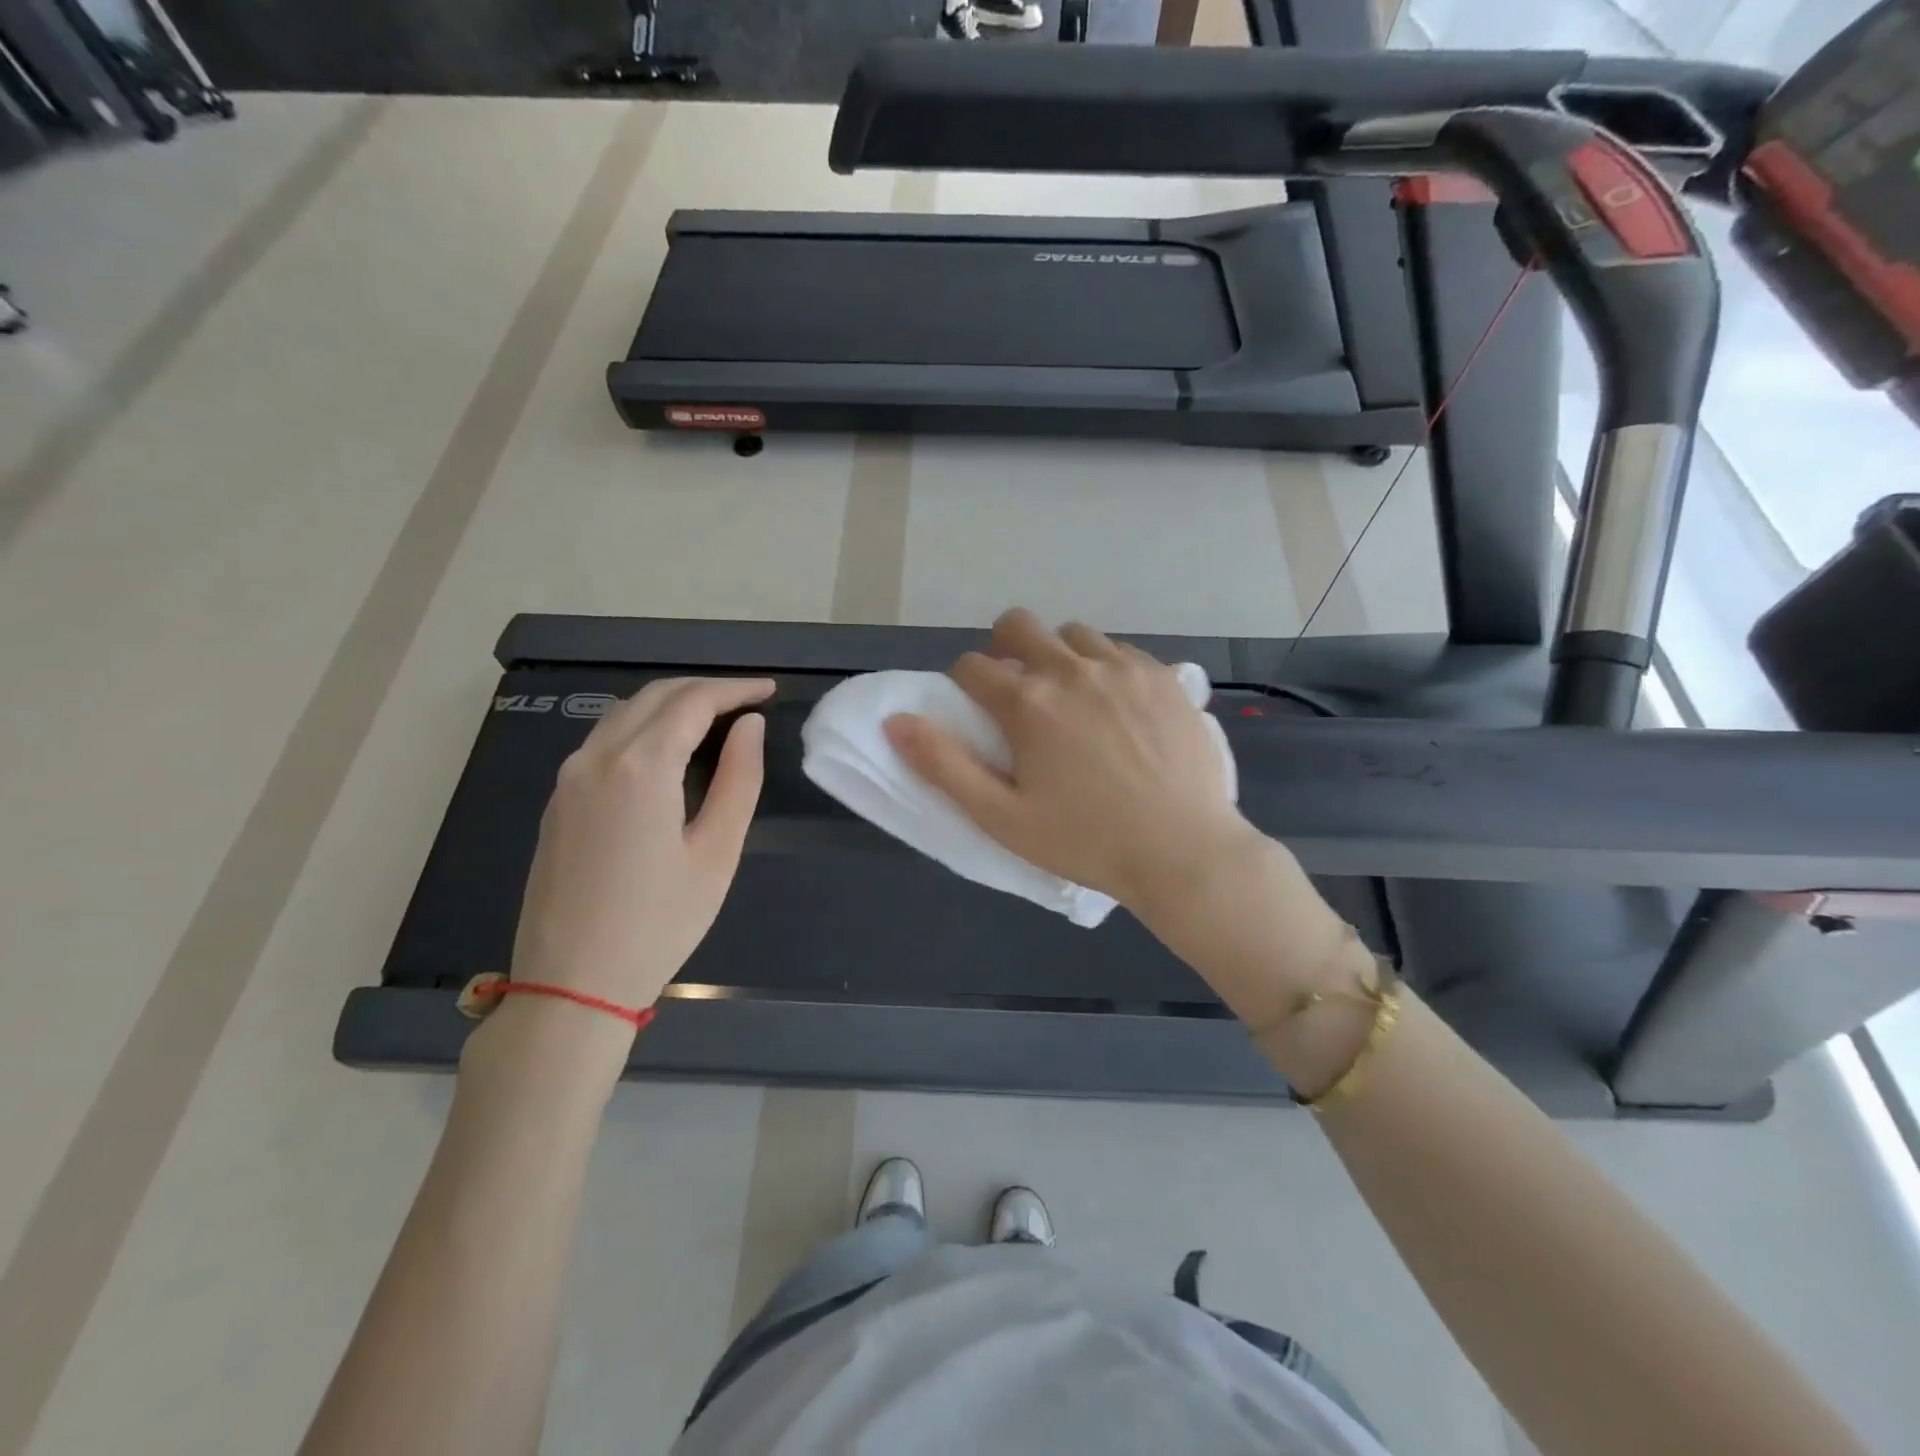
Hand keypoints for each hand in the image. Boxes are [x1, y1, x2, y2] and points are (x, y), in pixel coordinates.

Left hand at [508, 676, 772, 1013]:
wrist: (572, 984)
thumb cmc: (659, 922)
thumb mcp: (717, 853)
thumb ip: (739, 780)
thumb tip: (749, 727)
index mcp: (640, 767)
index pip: (693, 702)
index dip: (734, 689)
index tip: (769, 690)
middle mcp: (596, 758)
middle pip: (655, 697)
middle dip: (704, 689)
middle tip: (748, 700)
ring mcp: (568, 778)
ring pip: (624, 713)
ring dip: (671, 703)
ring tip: (714, 717)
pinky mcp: (558, 800)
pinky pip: (604, 740)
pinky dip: (643, 726)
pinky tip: (667, 747)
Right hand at [884, 608, 1258, 914]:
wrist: (1183, 852)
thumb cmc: (1085, 841)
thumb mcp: (1002, 817)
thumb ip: (944, 765)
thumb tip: (895, 722)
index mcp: (1027, 704)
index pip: (972, 667)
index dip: (964, 686)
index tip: (978, 714)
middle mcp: (1071, 669)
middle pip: (1018, 625)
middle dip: (1004, 649)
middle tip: (1017, 693)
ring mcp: (1123, 667)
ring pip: (1072, 633)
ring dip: (1057, 655)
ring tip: (1070, 699)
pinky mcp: (1163, 676)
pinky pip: (1120, 650)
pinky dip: (1104, 666)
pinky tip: (1116, 706)